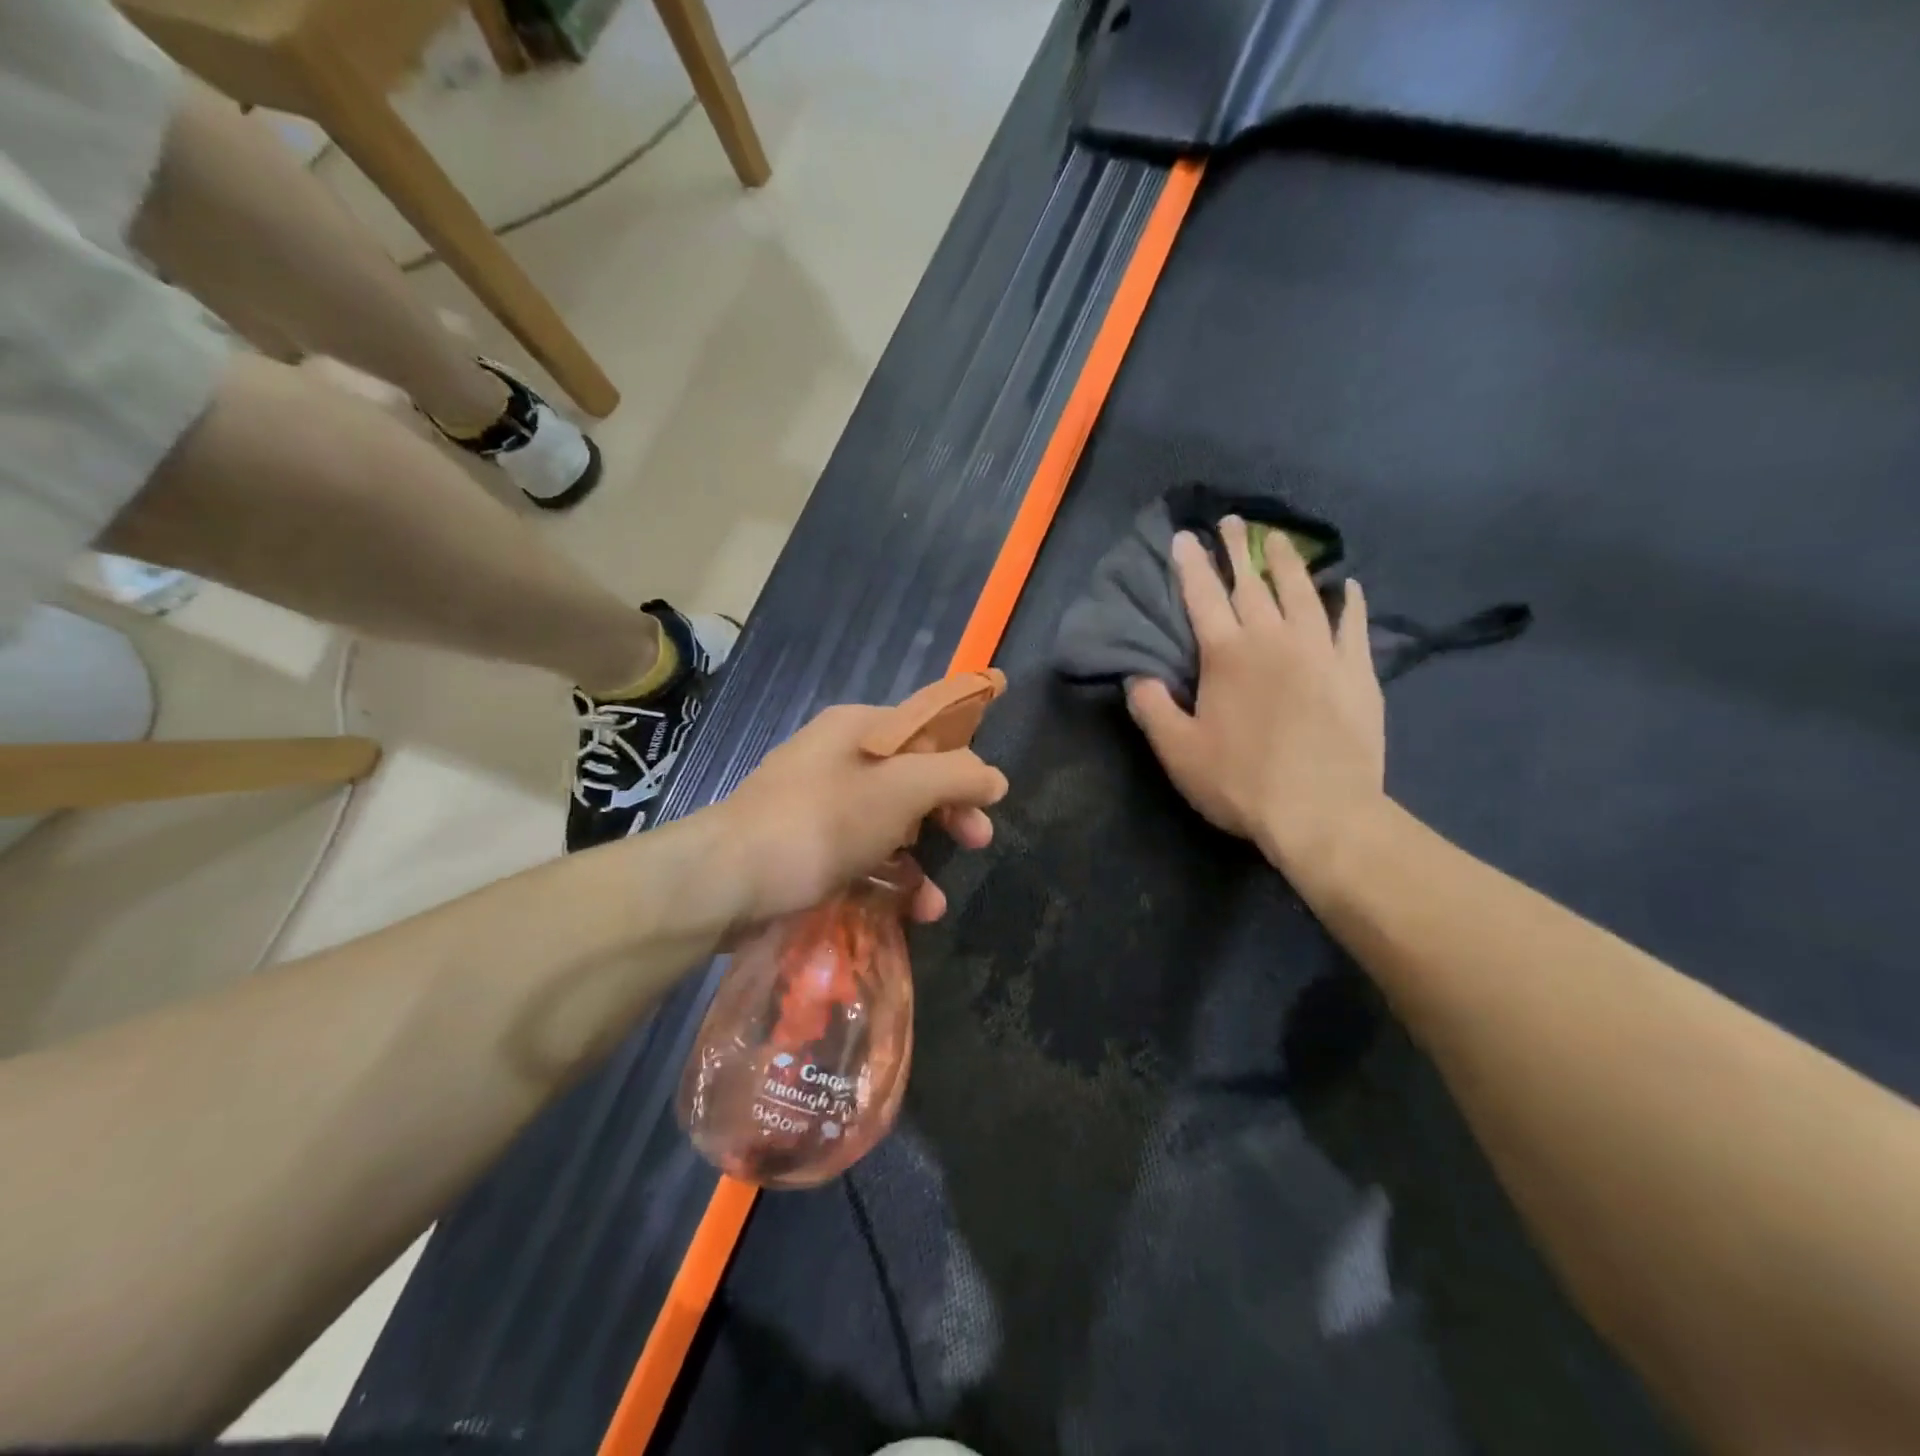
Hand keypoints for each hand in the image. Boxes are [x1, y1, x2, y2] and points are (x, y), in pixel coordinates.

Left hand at [702, 703, 1008, 930]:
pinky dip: (886, 882)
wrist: (725, 881)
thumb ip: (956, 776)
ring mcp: (818, 807)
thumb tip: (994, 778)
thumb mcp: (901, 790)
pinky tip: (906, 913)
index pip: (927, 730)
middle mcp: (838, 759)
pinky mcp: (804, 851)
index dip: (963, 760)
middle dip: (949, 813)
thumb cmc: (821, 822)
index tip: (990, 799)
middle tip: (978, 841)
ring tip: (935, 903)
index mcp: (859, 728)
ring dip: (921, 861)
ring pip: (888, 826)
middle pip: (911, 779)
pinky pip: (860, 859)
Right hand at [1127, 517, 1385, 875]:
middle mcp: (1273, 639)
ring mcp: (1321, 651)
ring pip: (1303, 593)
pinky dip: (1349, 601)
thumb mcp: (1178, 752)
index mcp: (1226, 654)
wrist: (1323, 812)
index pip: (1202, 596)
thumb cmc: (1241, 782)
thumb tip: (1135, 676)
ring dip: (1288, 563)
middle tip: (1235, 521)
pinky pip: (1353, 625)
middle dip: (1240, 549)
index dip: (1192, 565)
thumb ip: (1152, 709)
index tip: (1186, 537)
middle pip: (1252, 583)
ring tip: (1281, 539)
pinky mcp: (1356, 672)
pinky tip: (1348, 586)